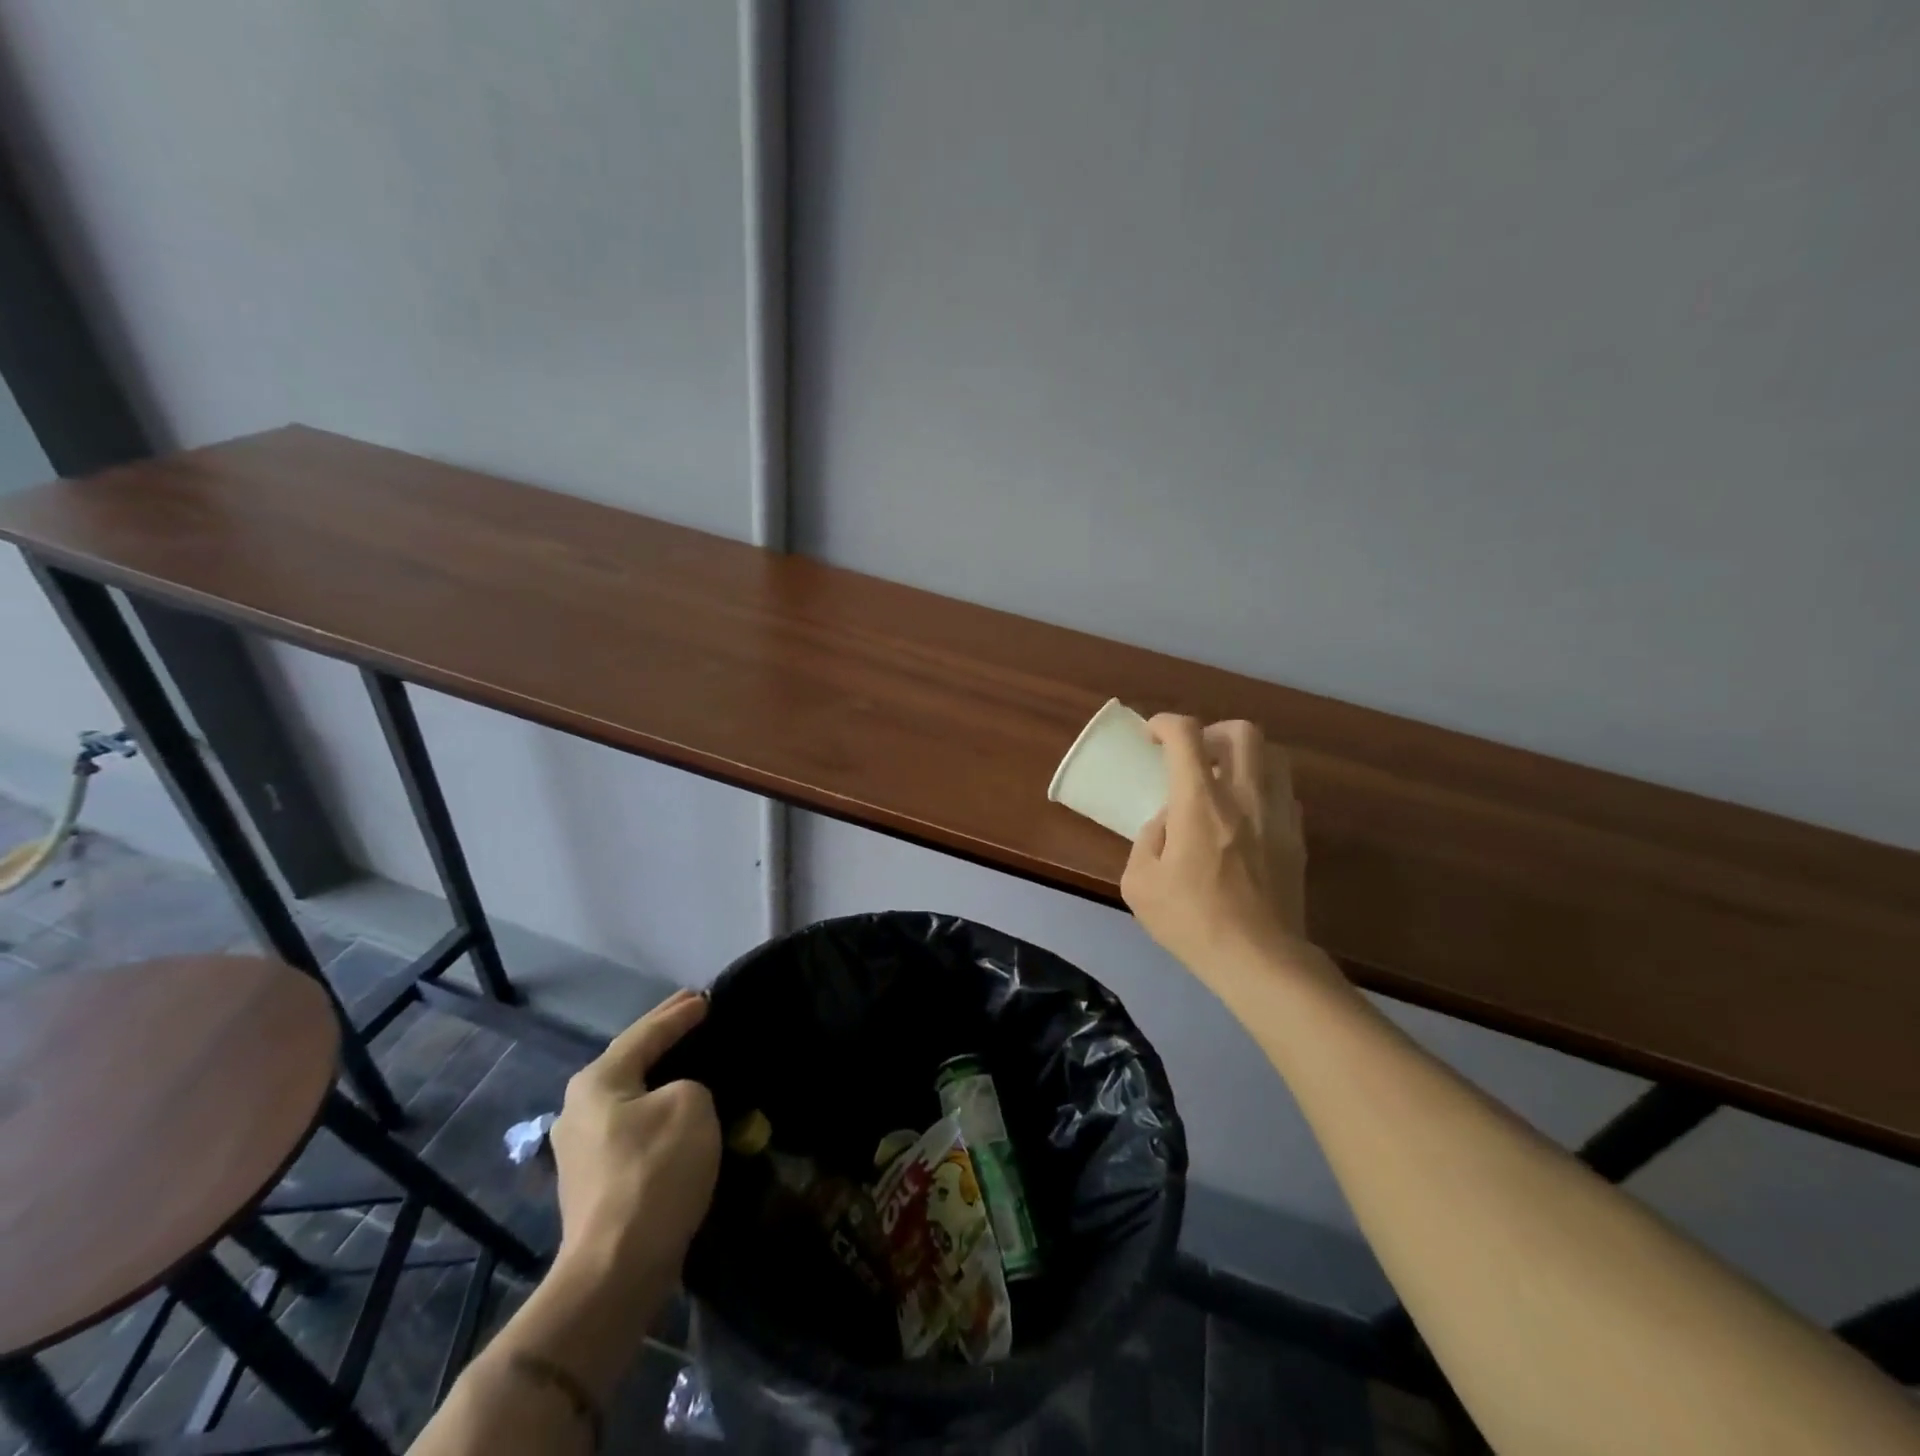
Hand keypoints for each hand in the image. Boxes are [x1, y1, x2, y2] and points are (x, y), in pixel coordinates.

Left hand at [549, 989, 719, 1294]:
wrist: (616, 1271)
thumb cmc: (654, 1172)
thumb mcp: (691, 1104)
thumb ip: (690, 1083)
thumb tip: (679, 1098)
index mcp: (598, 1081)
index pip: (647, 1032)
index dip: (680, 1013)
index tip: (707, 997)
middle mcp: (579, 1108)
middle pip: (632, 1060)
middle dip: (665, 1037)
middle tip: (697, 1014)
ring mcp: (581, 1148)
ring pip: (632, 1095)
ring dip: (662, 1076)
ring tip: (693, 1059)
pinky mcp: (594, 1181)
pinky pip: (634, 1126)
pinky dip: (658, 1110)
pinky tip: (679, 1110)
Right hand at [1122, 715, 1310, 981]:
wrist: (1260, 959)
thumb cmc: (1192, 921)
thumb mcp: (1139, 884)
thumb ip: (1147, 839)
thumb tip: (1167, 822)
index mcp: (1201, 803)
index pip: (1187, 735)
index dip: (1166, 723)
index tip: (1152, 736)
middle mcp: (1245, 796)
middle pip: (1242, 732)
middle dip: (1213, 732)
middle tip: (1195, 755)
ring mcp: (1278, 814)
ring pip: (1273, 755)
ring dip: (1244, 756)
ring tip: (1224, 779)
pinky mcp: (1297, 837)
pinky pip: (1284, 791)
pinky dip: (1263, 787)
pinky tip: (1246, 814)